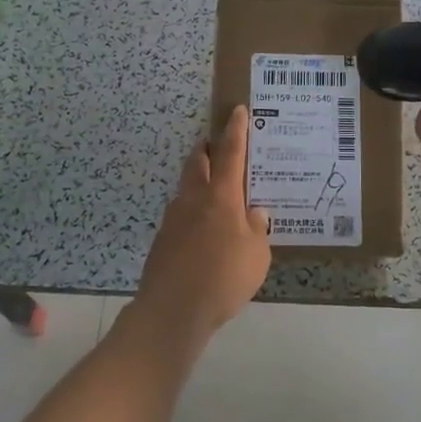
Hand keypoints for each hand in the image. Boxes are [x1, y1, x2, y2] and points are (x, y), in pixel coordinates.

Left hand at [134, 105, 272, 344]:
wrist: (172, 310)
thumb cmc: (223, 277)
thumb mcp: (257, 255)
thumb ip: (257, 230)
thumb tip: (255, 213)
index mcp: (221, 196)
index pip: (231, 152)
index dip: (236, 130)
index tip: (237, 111)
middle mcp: (195, 198)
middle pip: (198, 162)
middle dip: (208, 149)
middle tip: (218, 145)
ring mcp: (174, 218)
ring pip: (187, 187)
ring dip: (198, 180)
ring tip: (215, 191)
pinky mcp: (163, 240)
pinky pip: (181, 214)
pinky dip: (193, 211)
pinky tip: (203, 231)